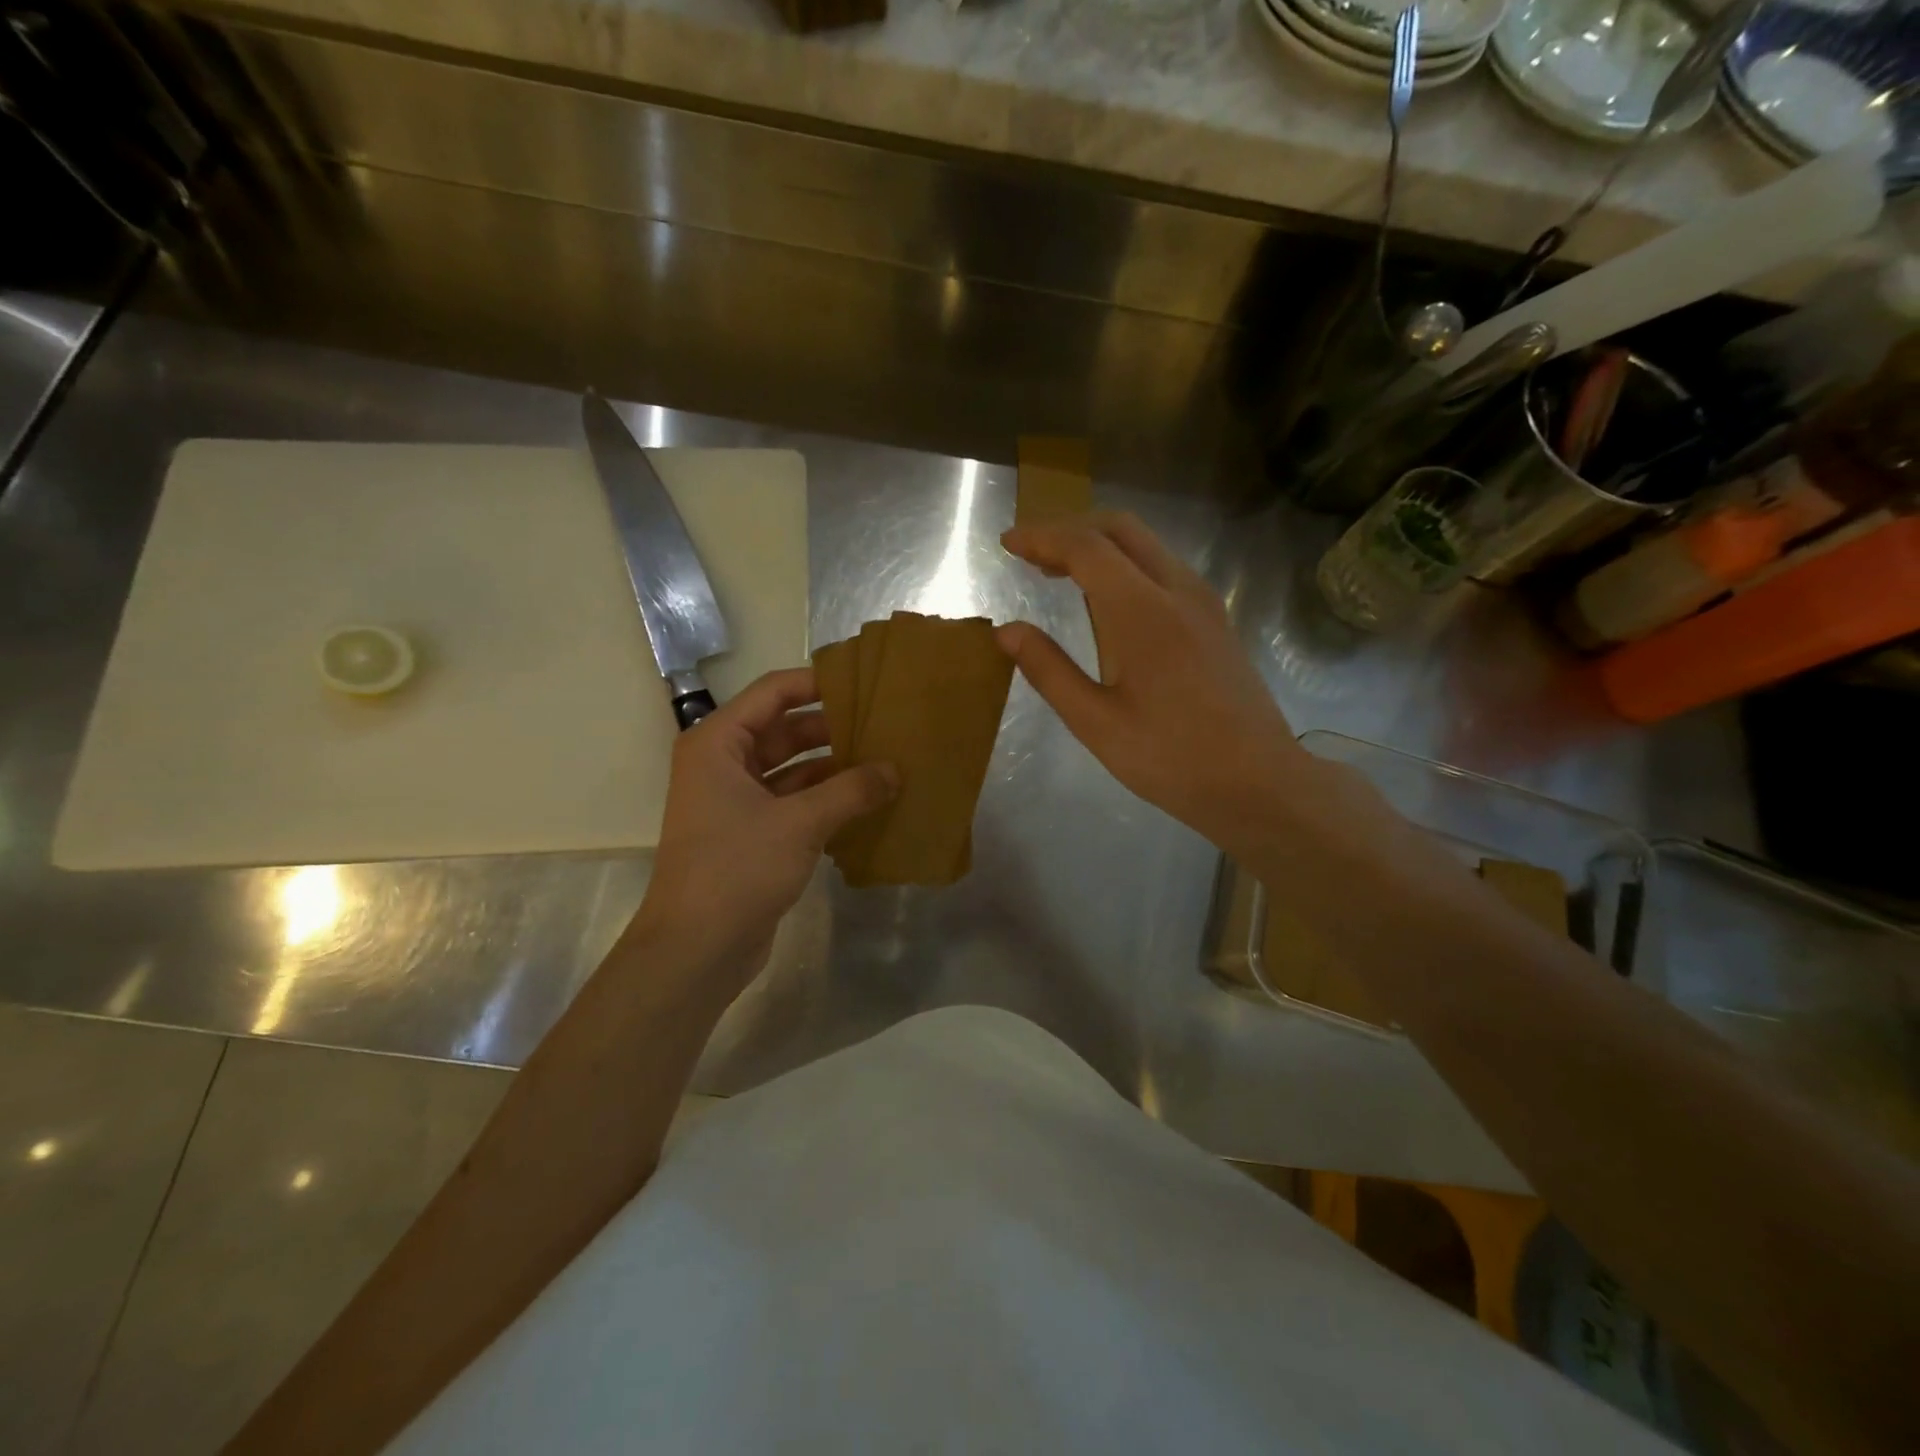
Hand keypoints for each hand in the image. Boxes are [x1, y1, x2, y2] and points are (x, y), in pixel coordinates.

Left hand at [628, 667, 895, 986]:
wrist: (696, 949)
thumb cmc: (737, 869)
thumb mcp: (800, 823)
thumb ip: (851, 790)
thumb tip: (895, 770)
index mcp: (719, 744)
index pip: (773, 693)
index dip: (817, 683)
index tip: (863, 682)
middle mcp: (723, 764)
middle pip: (784, 730)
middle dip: (832, 728)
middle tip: (884, 724)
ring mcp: (736, 801)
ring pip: (792, 768)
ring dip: (833, 767)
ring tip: (884, 760)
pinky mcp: (751, 834)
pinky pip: (793, 802)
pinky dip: (825, 799)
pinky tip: (866, 801)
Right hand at [998, 513, 1315, 855]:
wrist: (1259, 782)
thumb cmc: (1172, 758)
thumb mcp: (1096, 722)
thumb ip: (1049, 670)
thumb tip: (1007, 631)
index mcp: (1144, 611)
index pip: (1086, 547)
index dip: (1042, 538)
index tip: (1008, 544)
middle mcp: (1178, 590)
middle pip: (1120, 528)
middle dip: (1070, 529)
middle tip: (1030, 554)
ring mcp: (1203, 602)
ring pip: (1146, 545)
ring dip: (1099, 545)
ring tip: (1057, 572)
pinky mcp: (1215, 619)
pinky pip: (1163, 567)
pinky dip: (1124, 564)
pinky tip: (1105, 600)